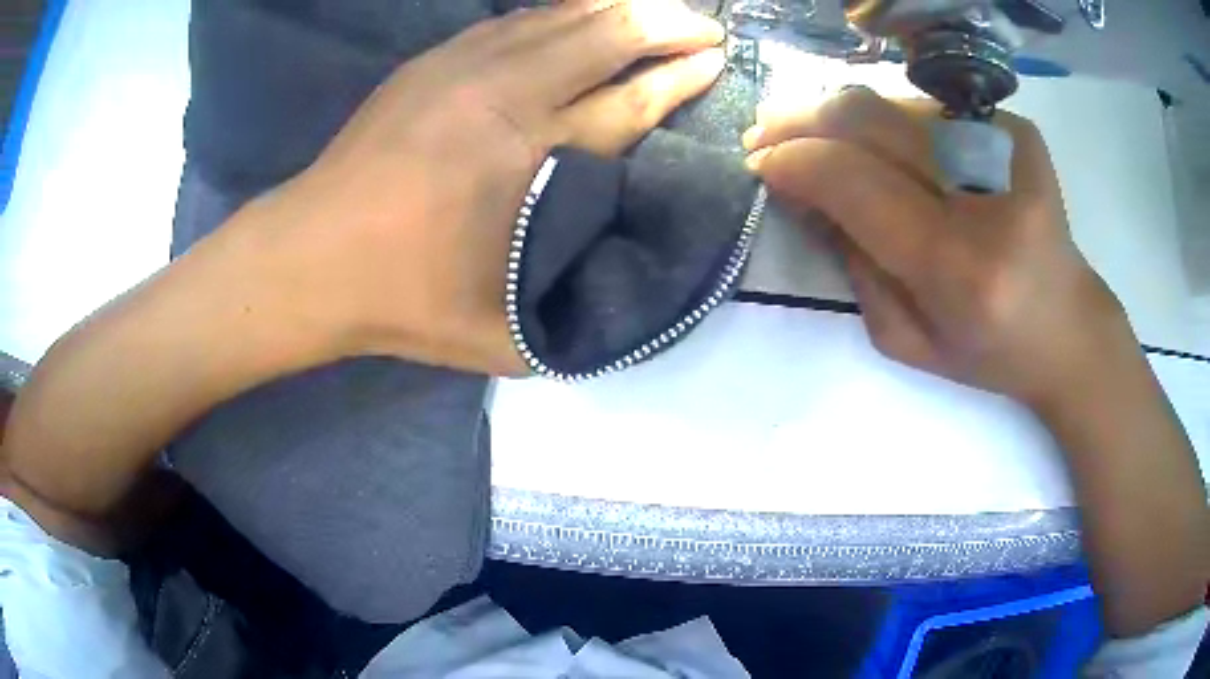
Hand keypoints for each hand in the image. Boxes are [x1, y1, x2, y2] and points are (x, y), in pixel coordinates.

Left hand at [243, 0, 725, 375]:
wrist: (312, 257)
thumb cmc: (404, 301)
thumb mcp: (504, 339)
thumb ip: (575, 311)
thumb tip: (636, 283)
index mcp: (531, 162)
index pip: (631, 102)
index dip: (680, 77)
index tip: (715, 61)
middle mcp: (506, 96)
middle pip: (607, 37)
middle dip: (667, 25)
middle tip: (705, 28)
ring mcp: (464, 66)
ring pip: (562, 16)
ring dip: (619, 9)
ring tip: (657, 11)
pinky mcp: (433, 60)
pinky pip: (516, 19)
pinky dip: (562, 11)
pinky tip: (582, 12)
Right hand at [748, 89, 1209, 637]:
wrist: (1069, 327)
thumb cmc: (989, 351)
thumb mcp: (905, 339)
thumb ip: (850, 262)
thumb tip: (806, 192)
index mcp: (958, 264)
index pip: (853, 180)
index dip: (794, 161)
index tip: (759, 163)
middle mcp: (986, 194)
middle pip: (869, 120)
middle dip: (802, 119)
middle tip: (766, 130)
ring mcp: (1008, 149)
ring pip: (893, 104)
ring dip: (840, 115)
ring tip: (810, 131)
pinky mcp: (1017, 131)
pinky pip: (930, 111)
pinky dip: (891, 122)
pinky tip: (879, 143)